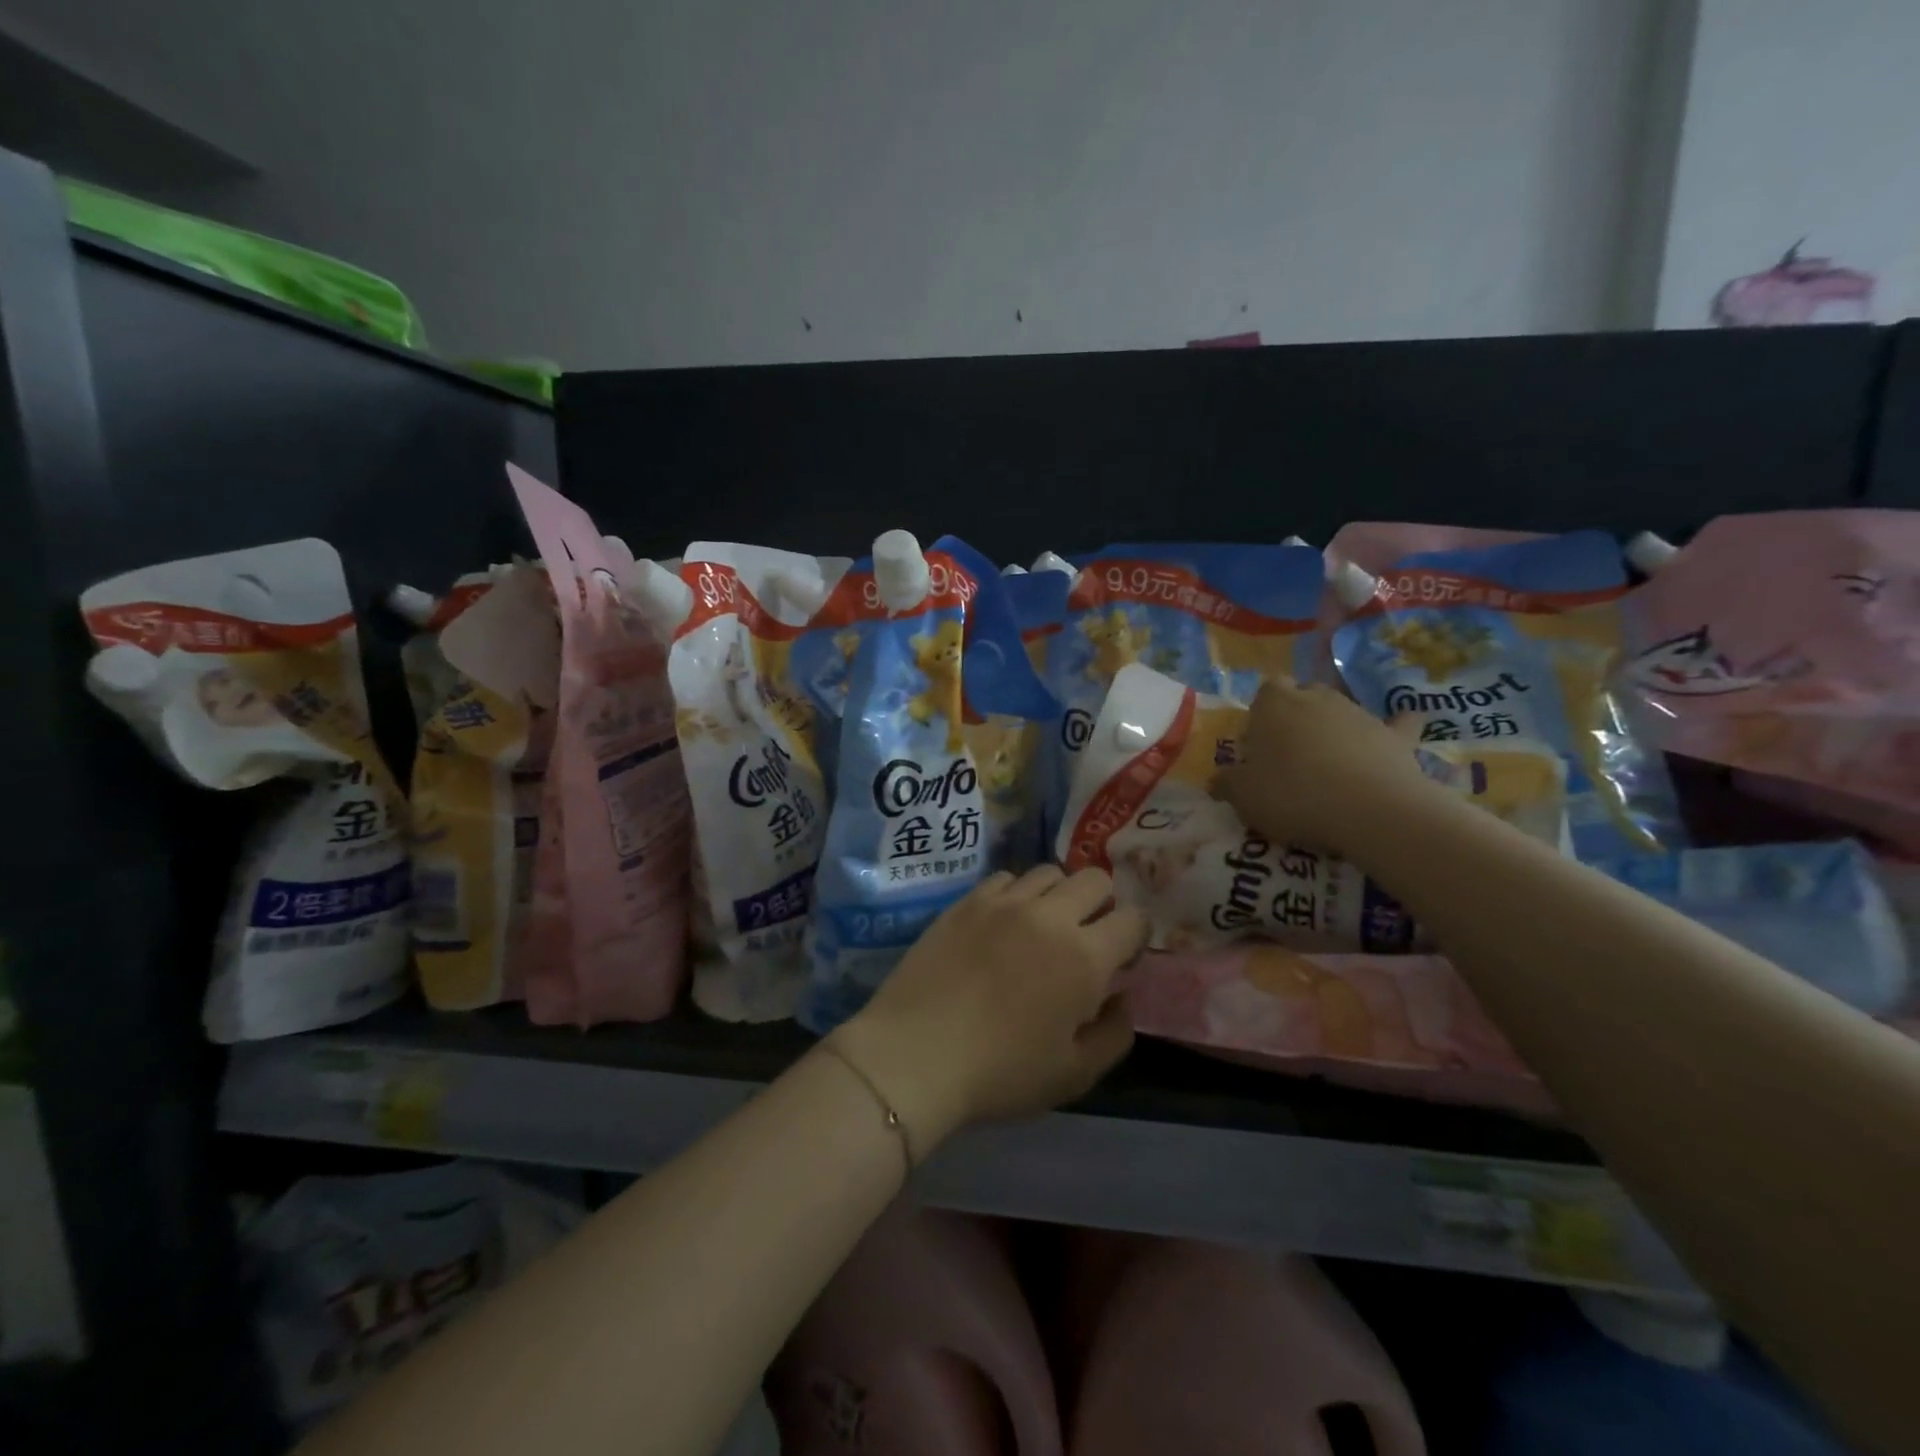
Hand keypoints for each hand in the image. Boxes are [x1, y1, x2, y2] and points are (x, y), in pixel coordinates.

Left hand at [830, 867, 1146, 1155]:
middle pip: (1094, 879)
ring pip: (1049, 872)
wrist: (916, 1054)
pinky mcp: (967, 901)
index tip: (1121, 957)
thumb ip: (1114, 1033)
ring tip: (1043, 926)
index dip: (1134, 936)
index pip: (1132, 918)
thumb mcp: (1074, 1074)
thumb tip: (1123, 997)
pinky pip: (1006, 878)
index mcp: (1084, 957)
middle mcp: (1049, 916)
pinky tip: (1004, 923)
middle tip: (1086, 937)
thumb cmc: (1001, 1073)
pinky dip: (1016, 894)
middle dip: (1102, 904)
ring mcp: (1004, 902)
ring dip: (1058, 894)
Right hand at [1213, 679, 1436, 857]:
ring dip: (1334, 730)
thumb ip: (1227, 784)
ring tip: (1328, 766)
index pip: (1266, 690)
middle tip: (1289, 755)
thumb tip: (1217, 780)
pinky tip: (1396, 736)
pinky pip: (1398, 725)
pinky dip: (1395, 730)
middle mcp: (1318, 698)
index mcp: (1275, 704)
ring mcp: (1361, 714)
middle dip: (1297, 717)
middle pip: (1304, 696)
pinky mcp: (1397, 737)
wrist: (1370, 810)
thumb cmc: (1293, 794)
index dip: (1262, 712)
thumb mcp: (1244, 796)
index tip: (1259, 742)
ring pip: (1342, 711)